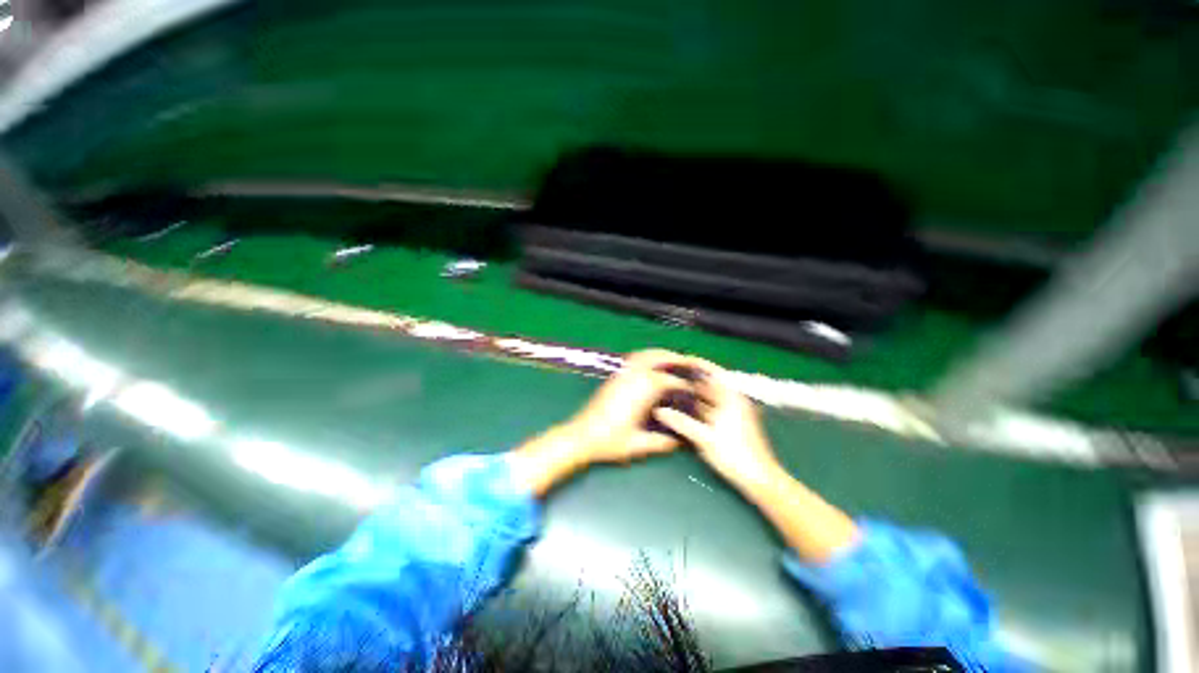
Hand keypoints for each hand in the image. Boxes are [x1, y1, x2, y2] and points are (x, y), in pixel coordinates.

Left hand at [510, 349, 698, 495]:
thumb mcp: (638, 445)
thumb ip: (662, 443)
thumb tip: (680, 442)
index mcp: (641, 390)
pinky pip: (633, 359)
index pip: (669, 380)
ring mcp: (621, 374)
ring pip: (643, 355)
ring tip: (672, 359)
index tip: (694, 388)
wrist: (581, 436)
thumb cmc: (609, 442)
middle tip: (688, 362)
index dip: (684, 384)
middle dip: (674, 357)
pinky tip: (651, 364)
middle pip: (656, 357)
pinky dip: (646, 357)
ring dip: (660, 354)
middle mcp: (632, 376)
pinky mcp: (613, 376)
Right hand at [652, 361, 781, 491]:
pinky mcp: (729, 422)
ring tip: (671, 388)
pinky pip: (709, 407)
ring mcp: (732, 411)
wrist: (759, 480)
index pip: (713, 371)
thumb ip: (681, 422)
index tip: (677, 359)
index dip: (696, 363)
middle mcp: (733, 400)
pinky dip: (697, 404)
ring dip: (692, 392)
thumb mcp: (705, 438)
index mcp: (732, 397)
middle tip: (669, 374)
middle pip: (709, 383)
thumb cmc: (736, 455)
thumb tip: (658, 411)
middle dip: (690, 378)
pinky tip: (682, 407)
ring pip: (709, 396)